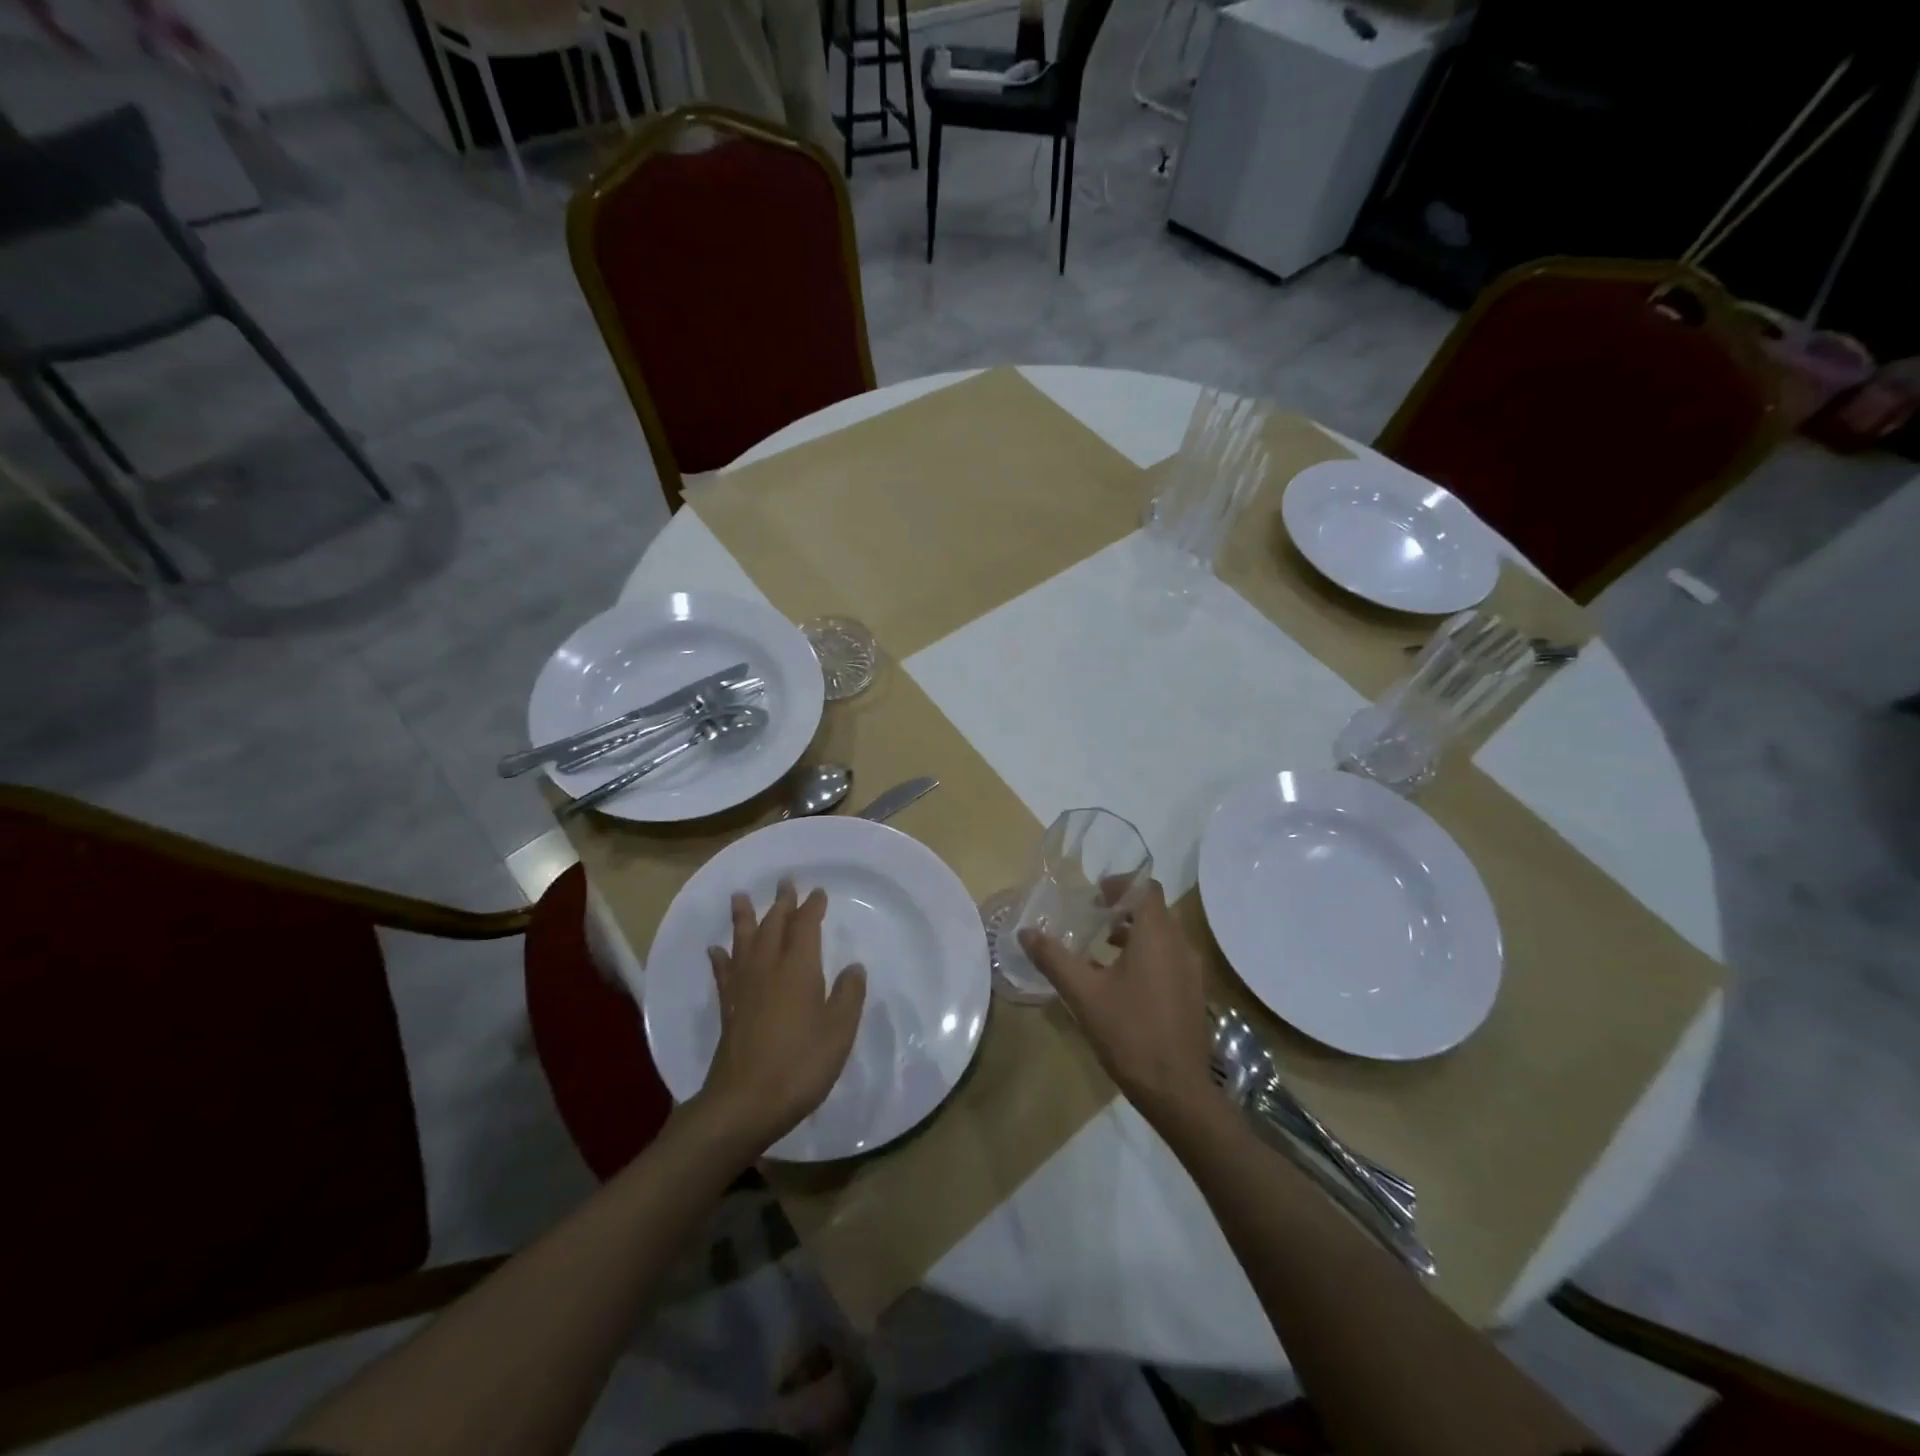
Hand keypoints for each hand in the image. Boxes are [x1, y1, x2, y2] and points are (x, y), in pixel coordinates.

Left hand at [698, 879, 866, 1152]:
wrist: (745, 1103)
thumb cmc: (801, 1065)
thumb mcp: (839, 1031)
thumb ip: (848, 995)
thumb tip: (853, 967)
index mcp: (799, 969)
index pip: (806, 927)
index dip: (812, 908)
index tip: (818, 892)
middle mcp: (768, 969)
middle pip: (773, 926)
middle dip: (781, 903)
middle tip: (785, 882)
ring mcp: (744, 988)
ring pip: (744, 942)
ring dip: (744, 918)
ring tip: (740, 897)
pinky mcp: (728, 1009)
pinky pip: (724, 973)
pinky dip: (721, 958)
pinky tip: (716, 950)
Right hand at [1018, 879, 1212, 1121]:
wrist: (1176, 1090)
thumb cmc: (1129, 1033)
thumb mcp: (1083, 994)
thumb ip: (1054, 959)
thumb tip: (1025, 932)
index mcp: (1156, 936)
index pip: (1145, 888)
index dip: (1120, 884)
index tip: (1094, 896)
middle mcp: (1180, 945)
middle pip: (1154, 910)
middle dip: (1123, 908)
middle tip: (1092, 918)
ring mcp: (1191, 970)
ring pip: (1163, 935)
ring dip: (1134, 933)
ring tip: (1102, 947)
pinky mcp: (1193, 993)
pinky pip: (1170, 958)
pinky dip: (1147, 955)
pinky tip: (1121, 981)